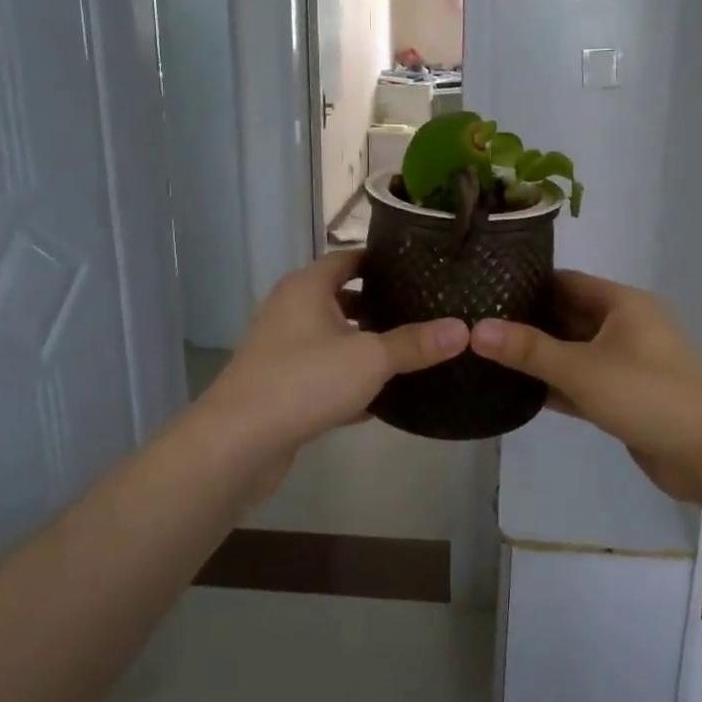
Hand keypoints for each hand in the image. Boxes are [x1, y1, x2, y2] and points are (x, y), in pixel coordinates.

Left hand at [191, 251, 468, 494]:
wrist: (237, 443)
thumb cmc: (304, 381)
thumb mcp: (370, 358)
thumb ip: (415, 343)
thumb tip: (463, 329)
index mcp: (308, 287)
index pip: (350, 258)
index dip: (383, 262)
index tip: (420, 269)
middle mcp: (291, 310)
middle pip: (342, 298)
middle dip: (380, 306)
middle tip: (425, 311)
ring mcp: (282, 349)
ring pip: (334, 339)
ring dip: (365, 345)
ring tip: (411, 352)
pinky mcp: (281, 386)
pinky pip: (324, 374)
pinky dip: (349, 381)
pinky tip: (382, 399)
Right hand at [467, 271, 701, 506]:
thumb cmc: (647, 395)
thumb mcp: (581, 369)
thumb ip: (528, 350)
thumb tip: (475, 330)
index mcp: (622, 303)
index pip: (565, 282)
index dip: (526, 285)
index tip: (485, 292)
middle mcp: (626, 326)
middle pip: (568, 316)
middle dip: (528, 323)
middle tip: (477, 328)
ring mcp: (628, 362)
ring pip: (575, 351)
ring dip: (540, 357)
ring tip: (488, 357)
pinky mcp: (627, 396)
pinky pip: (584, 381)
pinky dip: (557, 385)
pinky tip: (518, 392)